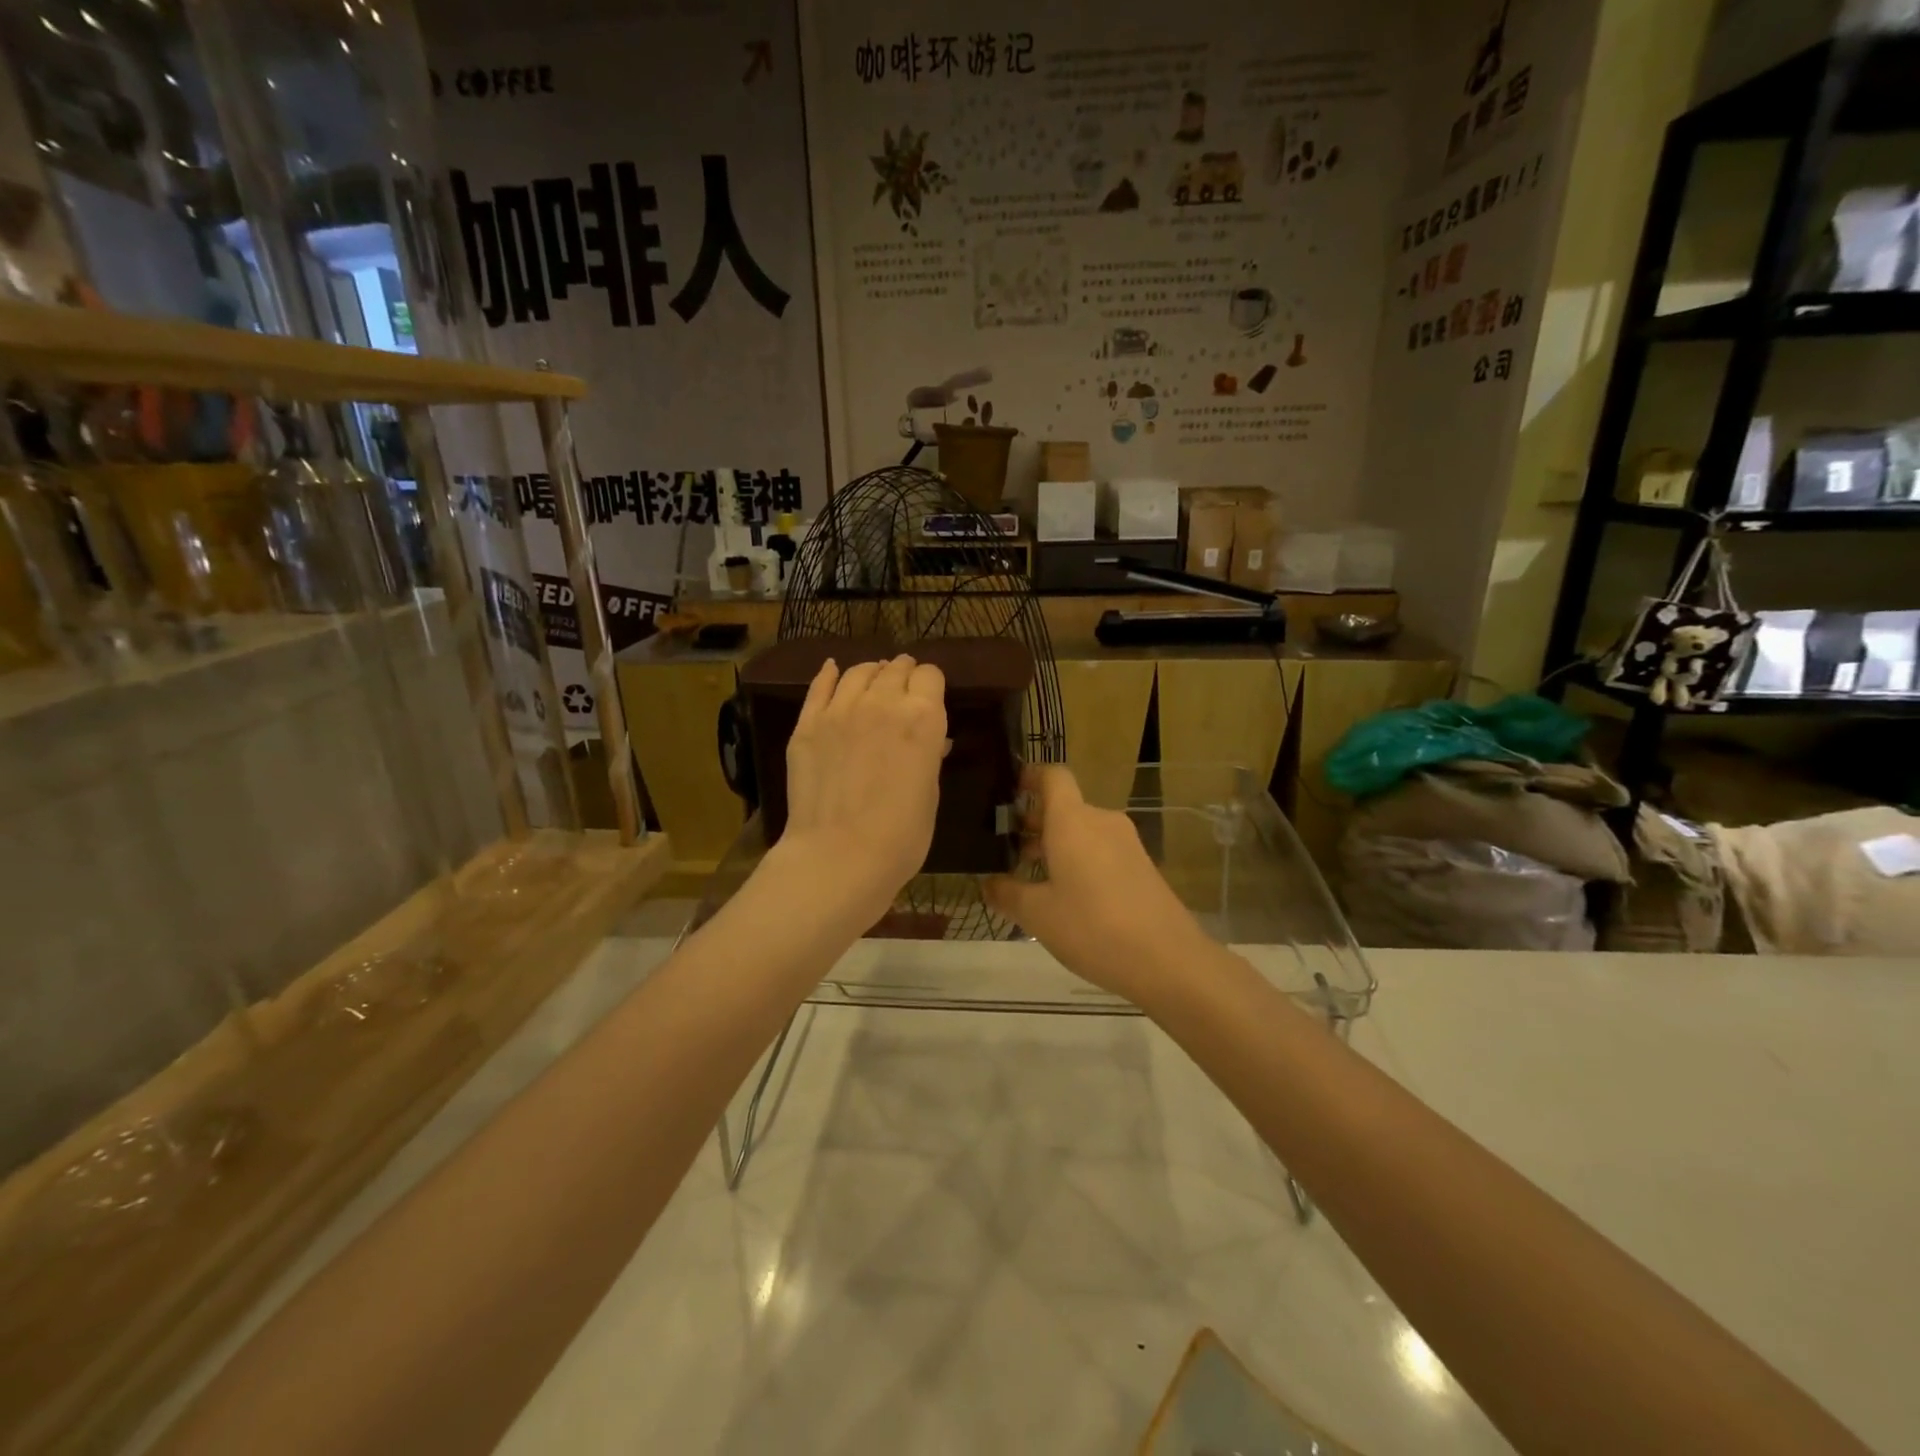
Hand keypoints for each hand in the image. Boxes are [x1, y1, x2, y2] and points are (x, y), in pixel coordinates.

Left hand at [772, 654, 947, 923]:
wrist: (838, 856)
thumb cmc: (900, 836)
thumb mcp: (930, 794)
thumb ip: (928, 756)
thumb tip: (931, 740)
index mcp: (923, 718)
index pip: (930, 676)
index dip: (931, 684)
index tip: (929, 696)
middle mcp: (883, 702)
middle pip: (895, 669)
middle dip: (903, 674)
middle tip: (903, 687)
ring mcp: (840, 709)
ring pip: (858, 672)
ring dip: (870, 673)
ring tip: (873, 679)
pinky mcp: (807, 724)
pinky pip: (819, 686)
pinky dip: (829, 674)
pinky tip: (832, 670)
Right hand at [985, 765, 1208, 1004]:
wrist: (1168, 960)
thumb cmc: (1093, 927)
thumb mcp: (1038, 915)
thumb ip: (1007, 893)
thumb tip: (987, 882)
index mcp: (1073, 820)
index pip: (1052, 776)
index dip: (1029, 776)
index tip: (1007, 792)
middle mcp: (1101, 821)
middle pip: (1065, 806)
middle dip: (1034, 822)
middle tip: (1005, 848)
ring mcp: (1126, 843)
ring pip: (1082, 831)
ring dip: (1056, 845)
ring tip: (1030, 877)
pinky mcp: (1141, 866)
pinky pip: (1101, 850)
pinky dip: (1079, 860)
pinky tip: (1066, 897)